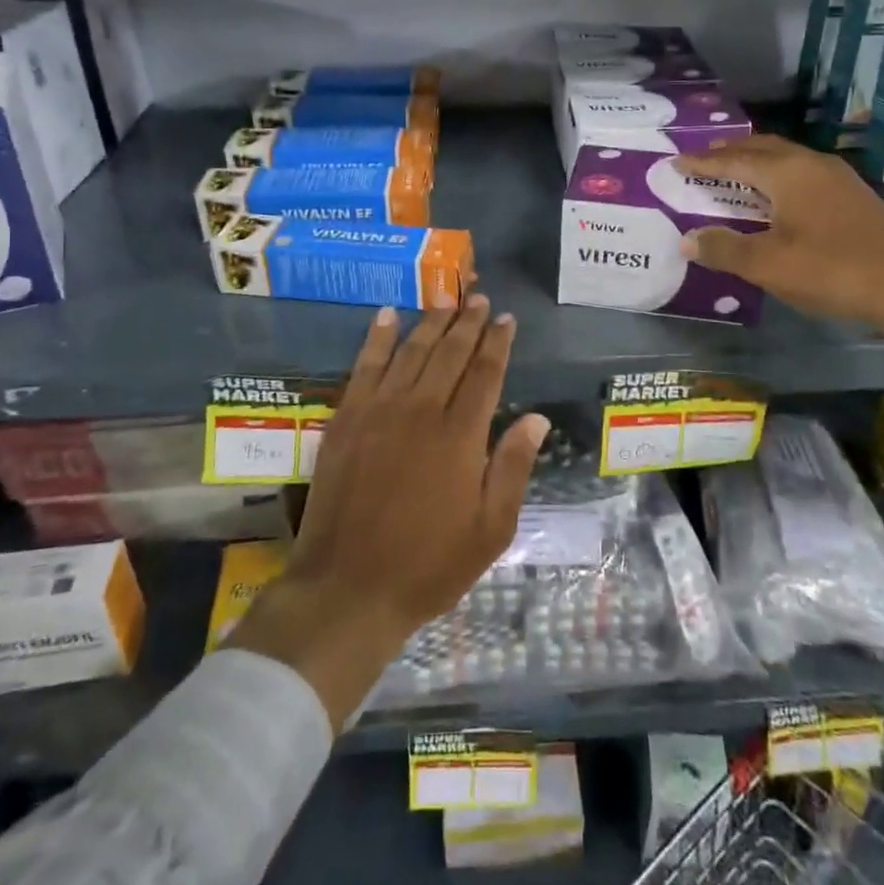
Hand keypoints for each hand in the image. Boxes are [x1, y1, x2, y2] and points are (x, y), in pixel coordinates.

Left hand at [226, 299, 549, 724]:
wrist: (348, 589)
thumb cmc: (429, 565)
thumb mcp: (490, 529)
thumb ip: (513, 467)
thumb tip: (537, 418)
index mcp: (460, 436)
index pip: (484, 374)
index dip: (497, 343)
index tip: (506, 318)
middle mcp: (421, 411)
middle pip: (449, 353)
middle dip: (467, 321)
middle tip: (478, 296)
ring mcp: (378, 412)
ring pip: (411, 352)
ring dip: (430, 321)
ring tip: (445, 295)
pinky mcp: (346, 419)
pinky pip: (364, 366)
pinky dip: (376, 338)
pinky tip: (386, 316)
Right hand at [674, 135, 883, 330]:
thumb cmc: (832, 269)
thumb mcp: (769, 265)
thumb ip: (725, 249)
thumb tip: (687, 239)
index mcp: (786, 172)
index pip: (734, 160)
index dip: (703, 162)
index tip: (677, 161)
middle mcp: (811, 164)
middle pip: (762, 149)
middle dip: (730, 152)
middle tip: (704, 159)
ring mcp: (838, 178)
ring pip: (786, 159)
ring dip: (756, 163)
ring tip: (735, 174)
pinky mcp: (854, 196)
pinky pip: (803, 174)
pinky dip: (778, 178)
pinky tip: (779, 198)